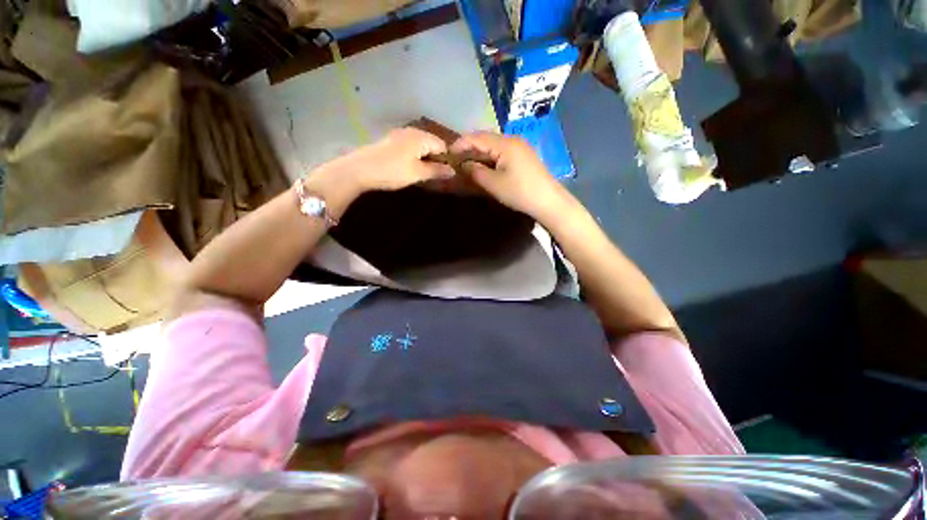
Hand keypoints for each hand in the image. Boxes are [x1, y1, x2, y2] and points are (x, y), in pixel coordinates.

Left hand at [315, 127, 454, 193]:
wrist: (359, 169)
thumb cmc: (392, 171)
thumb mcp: (417, 173)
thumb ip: (437, 171)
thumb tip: (453, 171)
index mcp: (421, 137)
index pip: (443, 145)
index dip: (447, 160)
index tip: (445, 174)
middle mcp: (412, 131)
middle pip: (432, 143)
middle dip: (436, 159)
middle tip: (435, 176)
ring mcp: (399, 134)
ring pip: (420, 145)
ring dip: (425, 158)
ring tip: (423, 174)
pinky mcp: (390, 141)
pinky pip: (410, 146)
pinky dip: (414, 156)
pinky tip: (410, 167)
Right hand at [450, 132, 566, 219]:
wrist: (548, 201)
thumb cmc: (519, 192)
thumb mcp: (493, 183)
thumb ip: (475, 172)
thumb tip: (463, 164)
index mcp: (504, 143)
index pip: (477, 137)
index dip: (460, 143)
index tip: (447, 153)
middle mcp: (512, 140)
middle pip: (486, 139)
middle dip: (469, 147)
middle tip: (456, 158)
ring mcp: (520, 147)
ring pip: (494, 146)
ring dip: (480, 153)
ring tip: (467, 163)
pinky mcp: (524, 156)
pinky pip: (502, 152)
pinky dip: (490, 158)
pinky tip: (485, 166)